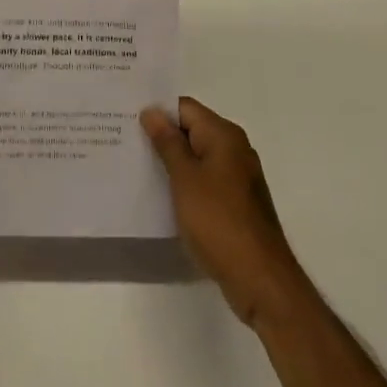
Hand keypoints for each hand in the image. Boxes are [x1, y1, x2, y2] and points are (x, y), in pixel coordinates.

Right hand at [142, 96, 310, 328]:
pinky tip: (163, 195)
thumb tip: (151, 111)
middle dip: (161, 136)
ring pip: (197, 157)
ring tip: (137, 166)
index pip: (184, 108)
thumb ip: (167, 142)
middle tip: (126, 141)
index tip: (127, 119)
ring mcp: (237, 177)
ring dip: (171, 161)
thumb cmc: (219, 221)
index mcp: (224, 135)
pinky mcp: (236, 203)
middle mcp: (234, 149)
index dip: (157, 111)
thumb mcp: (185, 178)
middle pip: (191, 130)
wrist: (260, 279)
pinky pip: (204, 180)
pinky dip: (185, 183)